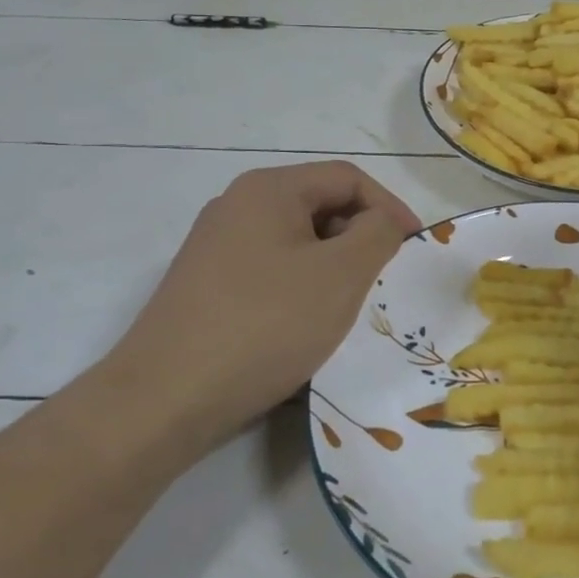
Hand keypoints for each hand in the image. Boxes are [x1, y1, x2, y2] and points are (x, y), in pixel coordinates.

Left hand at [96, 161, 421, 454]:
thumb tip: (382, 221)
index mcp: (268, 189)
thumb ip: (378, 233)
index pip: (348, 178)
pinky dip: (301, 286)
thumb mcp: (341, 275)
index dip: (390, 207)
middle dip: (360, 237)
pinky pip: (270, 269)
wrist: (164, 399)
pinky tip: (306, 324)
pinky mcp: (205, 285)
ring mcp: (215, 246)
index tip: (414, 248)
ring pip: (295, 241)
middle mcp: (237, 205)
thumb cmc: (265, 325)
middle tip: (384, 279)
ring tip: (349, 305)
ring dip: (332, 264)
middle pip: (320, 205)